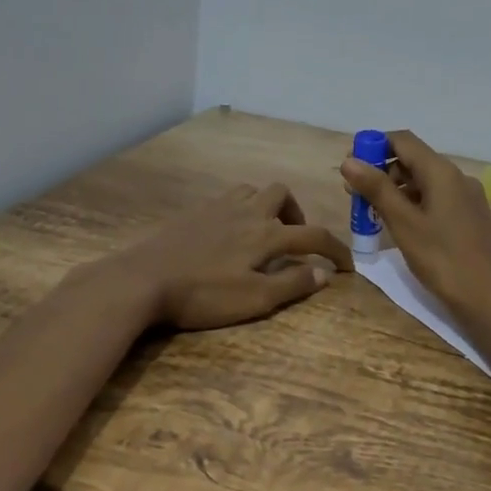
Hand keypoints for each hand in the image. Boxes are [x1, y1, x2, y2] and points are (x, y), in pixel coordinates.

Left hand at [111, 182, 352, 330]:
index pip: (314, 235)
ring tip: (263, 232)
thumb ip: (292, 284)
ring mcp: (218, 207)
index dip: (336, 249)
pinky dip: (241, 208)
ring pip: (254, 190)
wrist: (143, 279)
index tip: (348, 266)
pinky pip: (228, 198)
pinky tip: (230, 232)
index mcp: (267, 234)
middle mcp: (248, 211)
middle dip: (297, 214)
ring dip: (267, 206)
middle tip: (294, 240)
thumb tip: (324, 273)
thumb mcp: (254, 299)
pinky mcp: (195, 211)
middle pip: (282, 195)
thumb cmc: (203, 295)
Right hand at [340, 130, 490, 316]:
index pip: (402, 140)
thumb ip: (376, 189)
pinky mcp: (471, 217)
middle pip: (413, 160)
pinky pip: (437, 198)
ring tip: (373, 214)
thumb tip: (349, 161)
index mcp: (442, 172)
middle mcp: (458, 177)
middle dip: (382, 172)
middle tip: (356, 196)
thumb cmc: (442, 259)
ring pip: (424, 181)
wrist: (488, 299)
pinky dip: (414, 204)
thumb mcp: (403, 223)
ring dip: (396, 190)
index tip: (350, 167)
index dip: (373, 146)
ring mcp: (467, 197)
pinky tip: (401, 226)